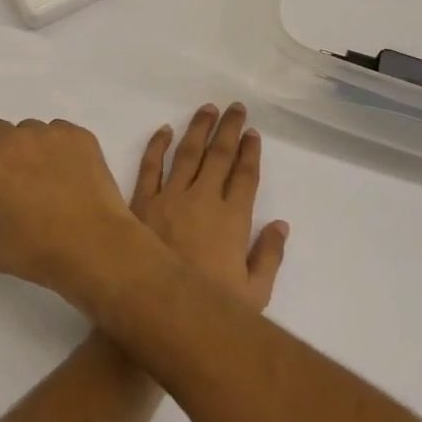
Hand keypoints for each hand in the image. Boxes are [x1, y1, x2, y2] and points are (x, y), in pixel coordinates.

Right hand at [0, 119, 147, 305]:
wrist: (93, 244)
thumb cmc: (36, 250)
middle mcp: (12, 140)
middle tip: (13, 177)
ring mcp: (47, 133)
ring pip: (29, 129)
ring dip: (30, 145)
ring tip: (46, 175)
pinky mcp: (78, 135)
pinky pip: (60, 131)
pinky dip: (60, 146)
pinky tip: (70, 172)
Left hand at [131, 103, 287, 310]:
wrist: (154, 313)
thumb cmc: (208, 307)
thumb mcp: (254, 293)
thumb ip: (269, 256)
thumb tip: (280, 224)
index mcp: (232, 219)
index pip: (244, 176)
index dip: (250, 152)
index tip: (252, 133)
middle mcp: (202, 200)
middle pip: (218, 156)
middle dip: (228, 129)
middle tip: (235, 107)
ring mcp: (169, 198)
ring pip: (186, 153)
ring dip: (198, 129)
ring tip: (207, 109)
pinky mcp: (141, 202)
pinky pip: (150, 166)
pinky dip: (156, 145)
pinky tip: (164, 130)